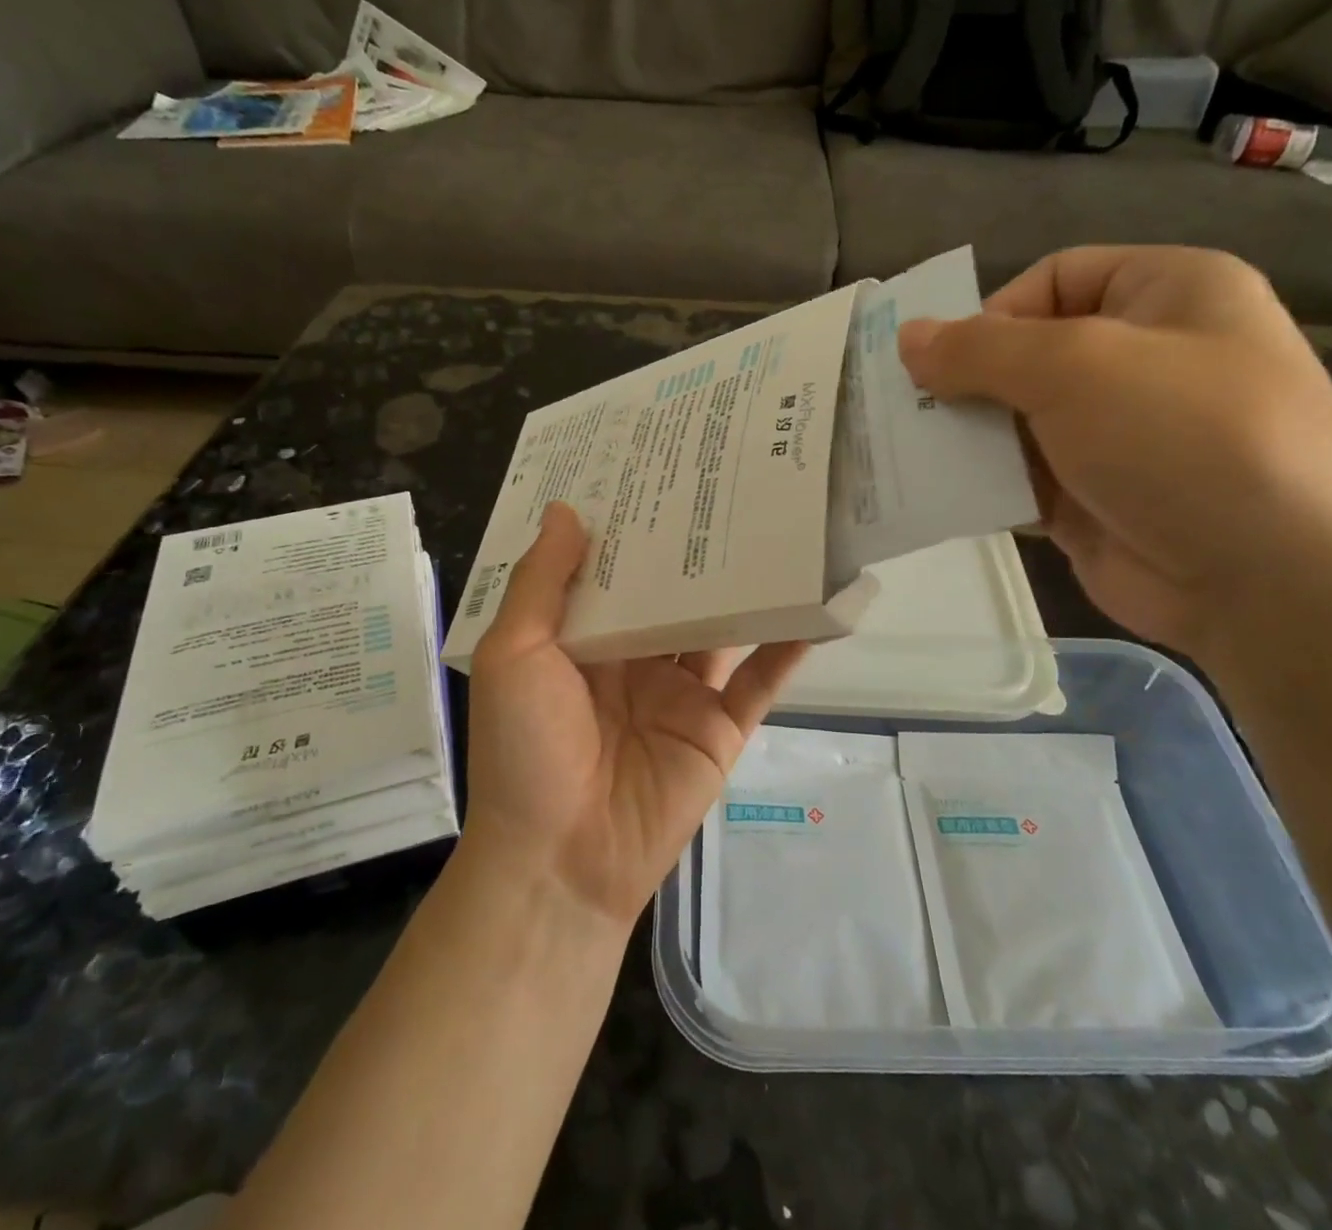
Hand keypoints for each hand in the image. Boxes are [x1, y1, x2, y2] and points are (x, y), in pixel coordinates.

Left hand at [462, 503, 808, 928]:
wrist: (562, 861)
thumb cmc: (526, 748)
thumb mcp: (515, 654)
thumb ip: (541, 584)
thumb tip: (566, 510)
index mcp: (583, 639)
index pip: (613, 569)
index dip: (632, 526)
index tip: (657, 470)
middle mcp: (635, 659)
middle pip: (672, 592)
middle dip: (695, 547)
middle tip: (728, 481)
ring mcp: (681, 693)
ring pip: (720, 628)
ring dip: (746, 589)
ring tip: (779, 528)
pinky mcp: (720, 728)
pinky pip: (760, 681)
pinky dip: (788, 648)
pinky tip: (815, 606)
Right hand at [899, 245, 1331, 653]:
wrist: (1275, 583)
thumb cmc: (1183, 437)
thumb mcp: (1076, 367)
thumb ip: (980, 349)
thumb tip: (907, 337)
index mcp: (1165, 294)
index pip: (1053, 279)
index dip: (991, 314)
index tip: (943, 363)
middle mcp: (1143, 359)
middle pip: (1027, 354)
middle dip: (966, 383)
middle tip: (905, 413)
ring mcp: (1117, 437)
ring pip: (1016, 421)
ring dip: (965, 437)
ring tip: (907, 454)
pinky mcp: (1093, 501)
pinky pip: (1019, 478)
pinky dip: (981, 483)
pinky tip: (937, 495)